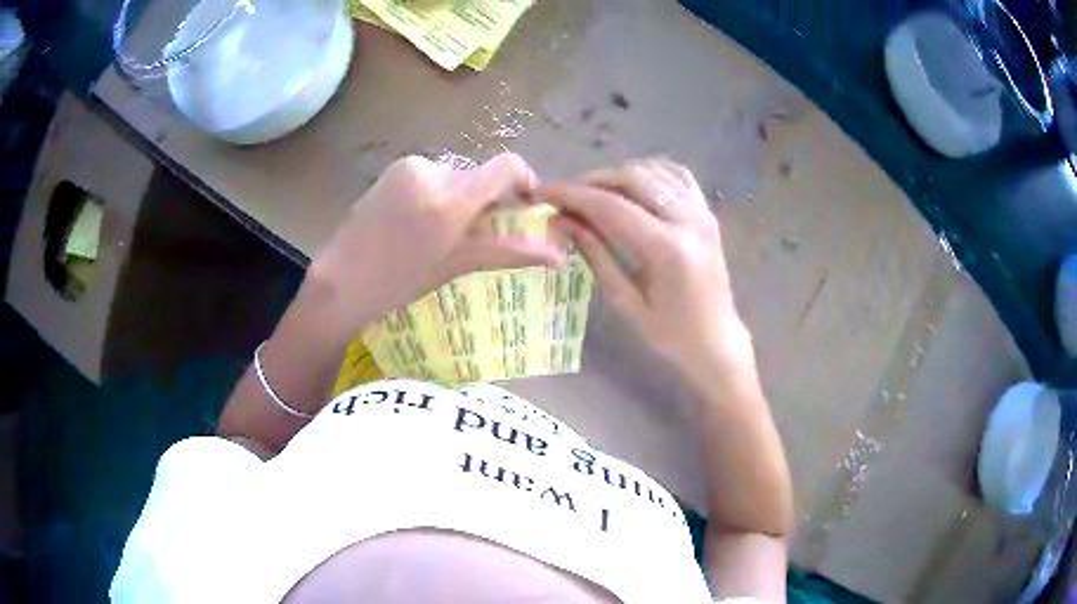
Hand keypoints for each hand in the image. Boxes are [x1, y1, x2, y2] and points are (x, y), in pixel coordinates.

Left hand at [311, 153, 567, 332]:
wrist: (340, 281)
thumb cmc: (398, 283)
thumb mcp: (456, 266)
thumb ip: (509, 252)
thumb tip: (559, 256)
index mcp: (450, 199)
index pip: (507, 166)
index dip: (526, 181)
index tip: (527, 206)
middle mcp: (433, 170)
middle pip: (481, 175)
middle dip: (488, 200)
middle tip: (477, 234)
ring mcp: (410, 166)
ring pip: (457, 176)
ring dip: (461, 199)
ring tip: (440, 233)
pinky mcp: (394, 168)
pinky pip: (433, 175)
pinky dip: (438, 194)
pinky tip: (418, 223)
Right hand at [544, 158, 752, 376]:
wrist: (717, 341)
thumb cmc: (671, 334)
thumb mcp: (627, 302)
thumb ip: (596, 255)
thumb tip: (563, 220)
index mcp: (667, 250)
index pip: (612, 207)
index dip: (575, 196)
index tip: (546, 193)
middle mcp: (688, 221)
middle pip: (633, 178)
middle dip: (594, 181)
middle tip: (568, 195)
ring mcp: (702, 213)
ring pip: (655, 171)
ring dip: (619, 175)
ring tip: (595, 193)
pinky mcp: (708, 213)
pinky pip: (677, 176)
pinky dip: (650, 173)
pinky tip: (632, 186)